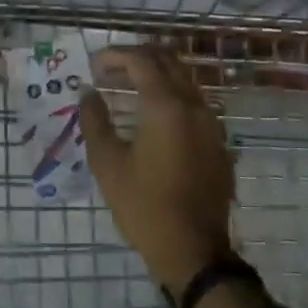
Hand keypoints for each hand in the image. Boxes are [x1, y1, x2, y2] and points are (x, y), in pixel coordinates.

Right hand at [80, 47, 235, 294]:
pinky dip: (171, 96)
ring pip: (184, 79)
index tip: (93, 66)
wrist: (194, 252)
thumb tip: (89, 93)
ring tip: (127, 89)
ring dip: (155, 75)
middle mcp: (194, 105)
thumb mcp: (108, 164)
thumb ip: (95, 121)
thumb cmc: (144, 207)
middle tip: (109, 71)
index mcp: (166, 106)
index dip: (114, 56)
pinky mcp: (218, 142)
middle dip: (136, 58)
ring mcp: (212, 123)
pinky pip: (195, 103)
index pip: (141, 60)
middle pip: (167, 60)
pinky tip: (153, 117)